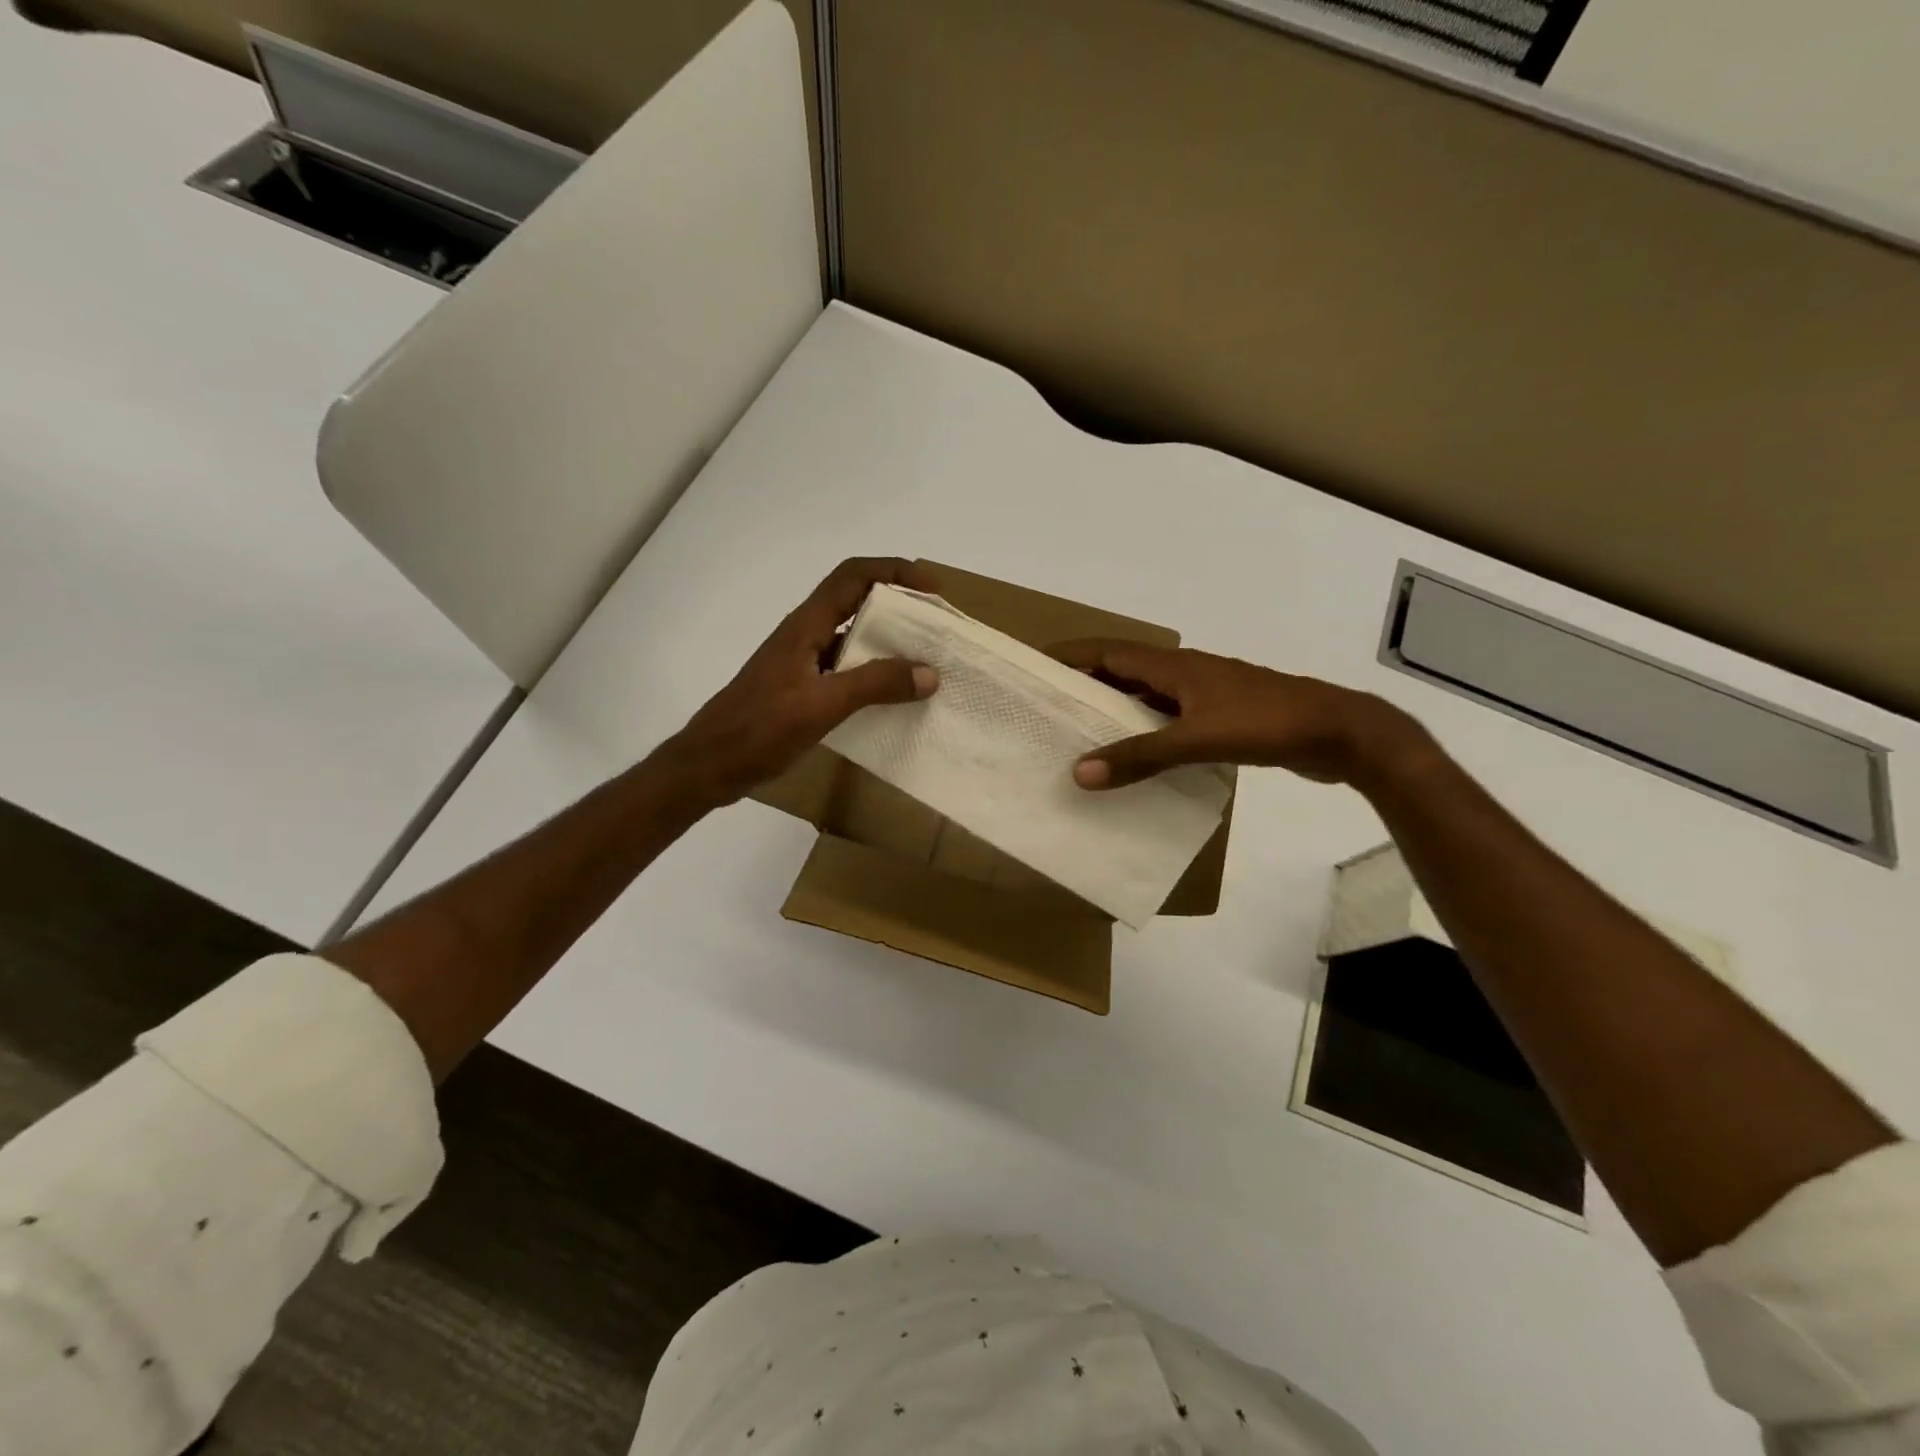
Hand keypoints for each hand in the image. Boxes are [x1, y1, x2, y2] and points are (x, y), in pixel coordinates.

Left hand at [663, 558, 939, 806]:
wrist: (709, 766)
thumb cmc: (758, 729)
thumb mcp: (821, 705)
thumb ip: (874, 685)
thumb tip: (929, 673)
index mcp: (806, 626)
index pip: (853, 576)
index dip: (894, 571)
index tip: (933, 589)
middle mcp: (806, 636)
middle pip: (857, 603)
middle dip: (900, 607)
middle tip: (938, 628)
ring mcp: (803, 664)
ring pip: (854, 640)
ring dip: (889, 645)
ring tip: (927, 664)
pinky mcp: (803, 690)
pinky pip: (848, 671)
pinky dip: (874, 677)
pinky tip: (895, 699)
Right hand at [1048, 639, 1425, 789]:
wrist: (1340, 732)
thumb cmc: (1266, 723)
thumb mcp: (1198, 740)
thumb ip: (1140, 756)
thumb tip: (1080, 772)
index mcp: (1174, 667)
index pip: (1108, 651)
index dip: (1070, 655)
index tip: (1033, 664)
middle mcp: (1184, 674)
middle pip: (1122, 671)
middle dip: (1085, 683)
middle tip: (1048, 706)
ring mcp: (1206, 695)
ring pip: (1147, 696)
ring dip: (1115, 709)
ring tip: (1080, 734)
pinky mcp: (1222, 717)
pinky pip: (1169, 719)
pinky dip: (1145, 731)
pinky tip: (1135, 757)